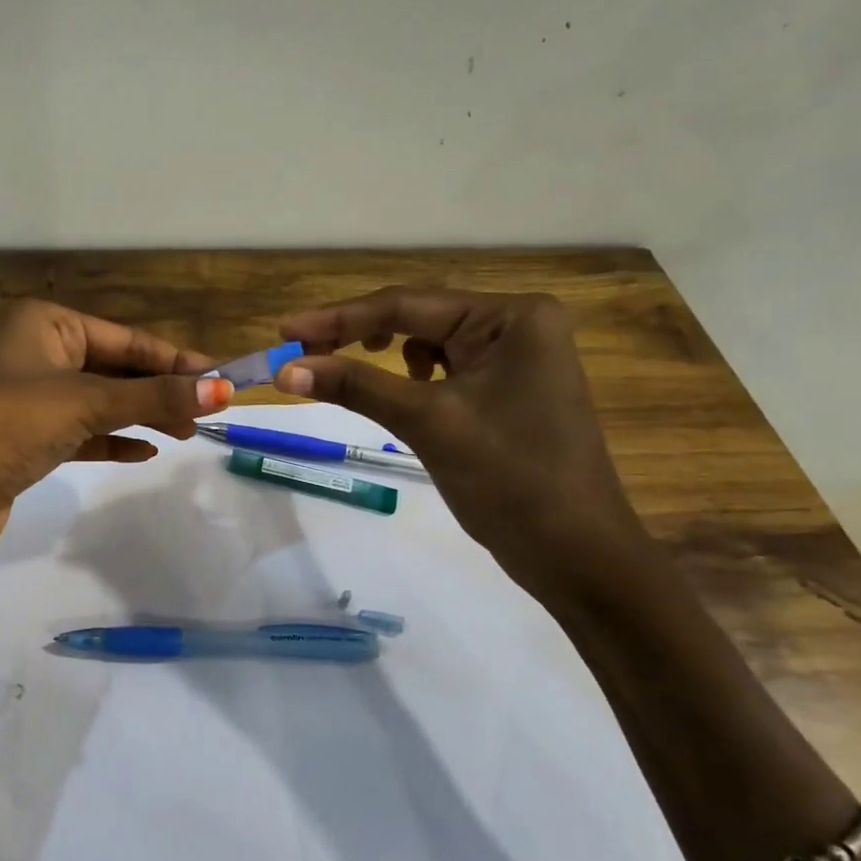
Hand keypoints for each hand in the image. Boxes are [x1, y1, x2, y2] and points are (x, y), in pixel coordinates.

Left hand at [0, 300, 231, 565]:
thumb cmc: (8, 424)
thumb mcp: (85, 402)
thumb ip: (154, 397)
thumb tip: (224, 389)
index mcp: (46, 324)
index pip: (126, 338)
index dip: (176, 359)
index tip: (222, 379)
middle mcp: (38, 353)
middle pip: (115, 368)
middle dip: (160, 389)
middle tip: (209, 411)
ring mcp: (31, 398)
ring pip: (101, 401)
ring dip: (142, 415)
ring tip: (186, 433)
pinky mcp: (28, 440)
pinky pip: (83, 433)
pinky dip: (113, 440)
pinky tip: (145, 452)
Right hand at [275, 287, 644, 596]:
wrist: (577, 556)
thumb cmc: (510, 480)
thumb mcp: (427, 422)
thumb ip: (356, 385)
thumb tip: (286, 369)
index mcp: (513, 316)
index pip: (408, 304)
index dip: (339, 317)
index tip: (284, 329)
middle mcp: (519, 324)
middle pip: (419, 316)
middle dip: (357, 333)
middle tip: (298, 349)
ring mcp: (518, 357)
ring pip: (429, 341)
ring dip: (383, 353)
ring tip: (343, 367)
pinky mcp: (509, 388)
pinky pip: (446, 367)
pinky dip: (412, 376)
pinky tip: (403, 393)